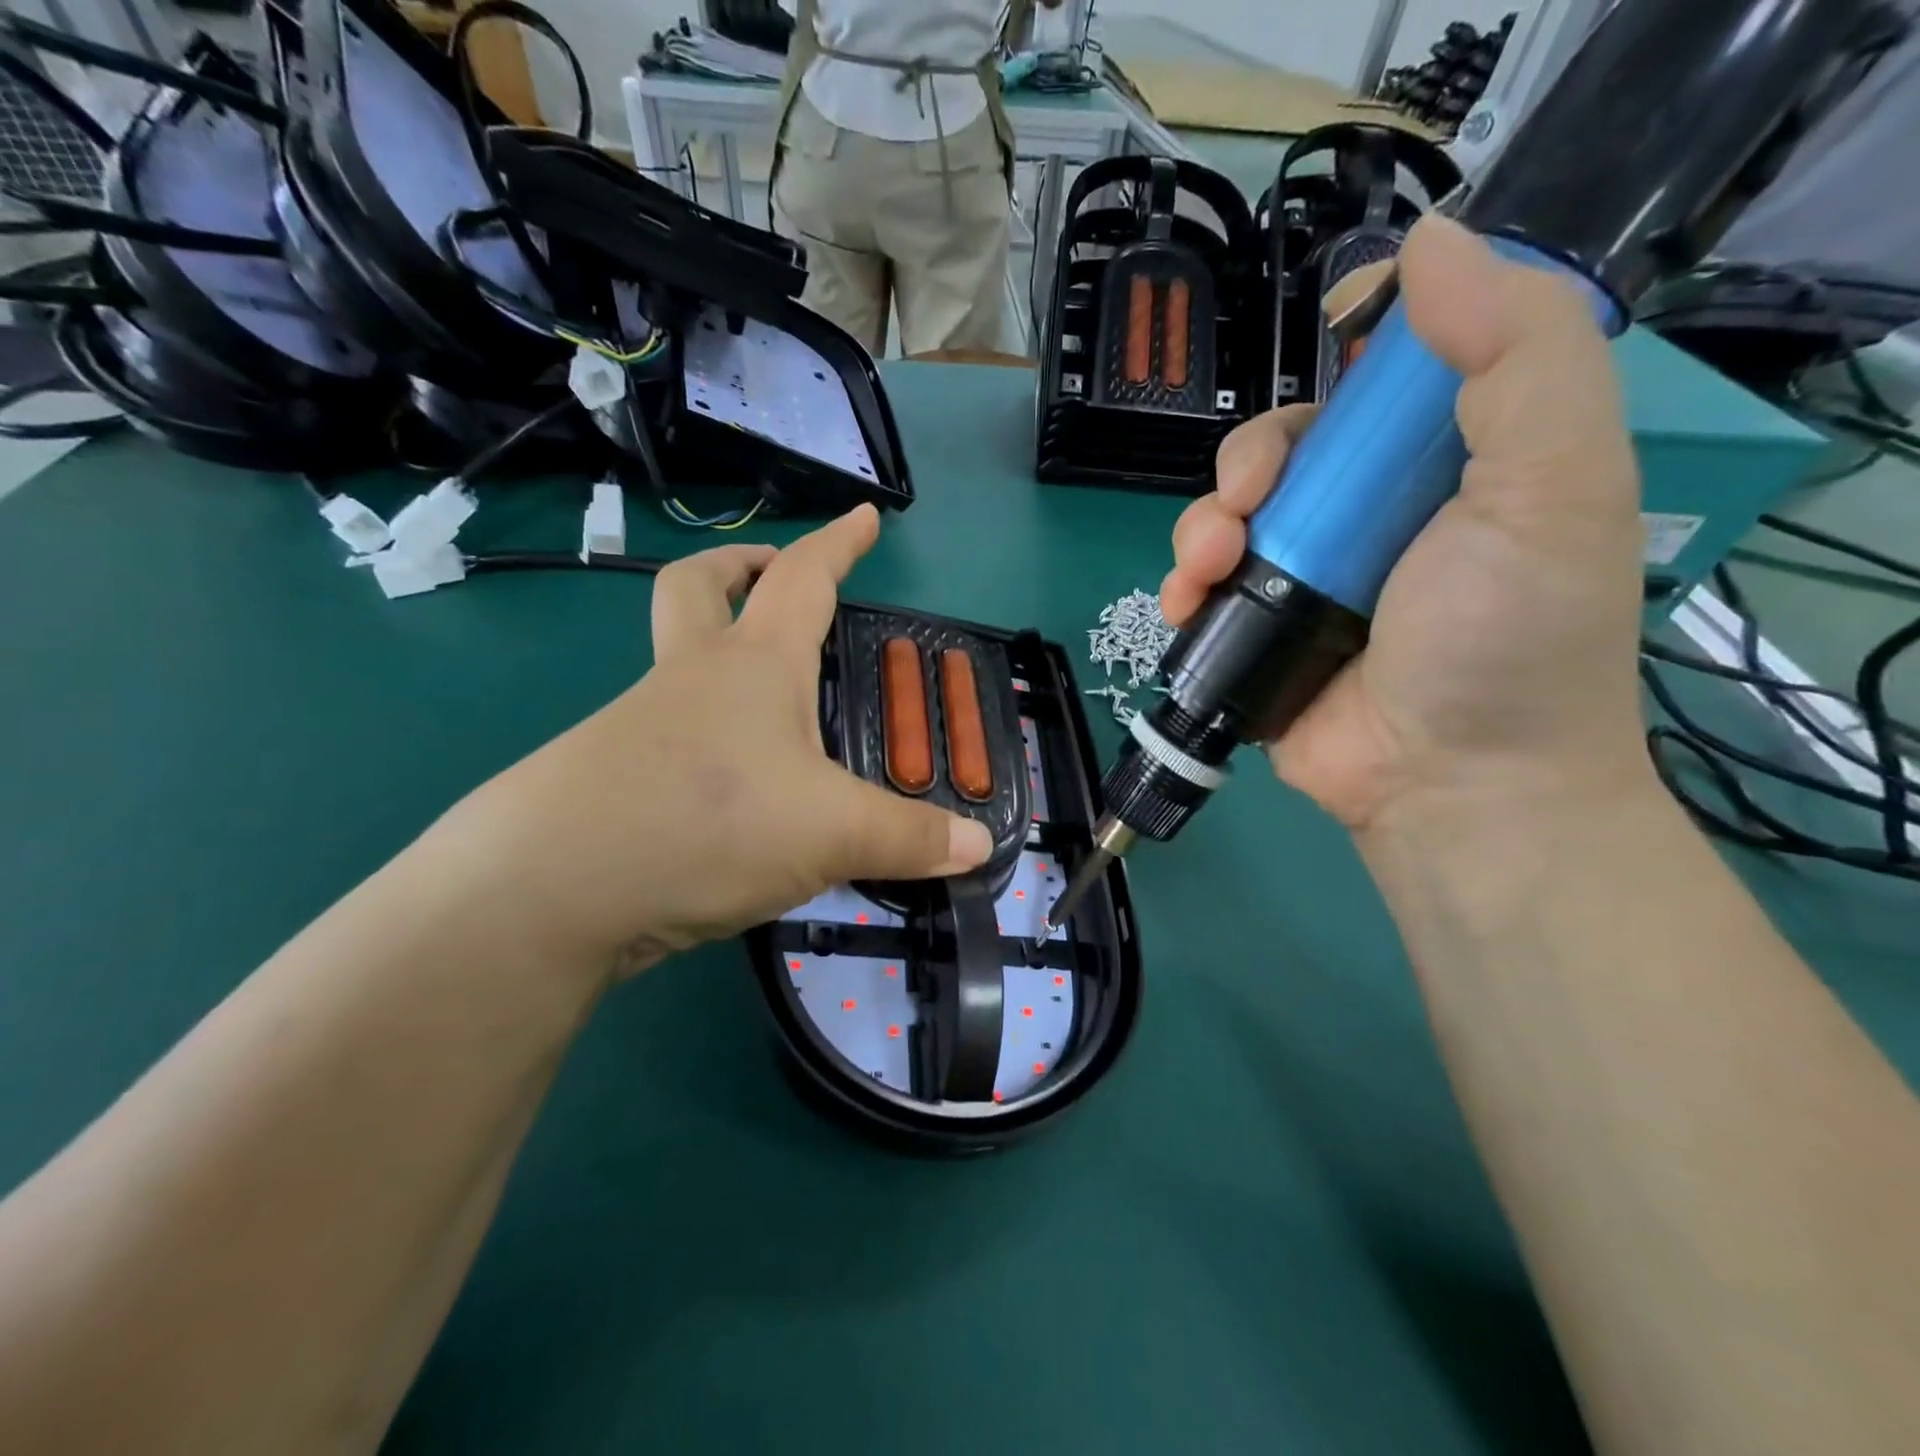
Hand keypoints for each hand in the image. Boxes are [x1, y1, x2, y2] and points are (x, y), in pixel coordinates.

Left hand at [440, 507, 992, 979]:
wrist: (550, 888)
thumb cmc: (708, 822)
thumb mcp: (831, 832)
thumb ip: (909, 838)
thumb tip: (979, 846)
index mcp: (753, 664)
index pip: (803, 578)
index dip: (838, 543)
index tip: (864, 514)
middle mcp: (691, 677)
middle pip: (699, 587)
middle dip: (739, 566)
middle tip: (769, 574)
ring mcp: (640, 724)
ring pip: (674, 660)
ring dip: (713, 652)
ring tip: (770, 704)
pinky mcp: (610, 775)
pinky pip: (662, 731)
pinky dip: (700, 732)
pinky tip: (729, 784)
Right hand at [1161, 215, 1652, 833]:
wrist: (1449, 784)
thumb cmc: (1510, 638)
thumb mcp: (1554, 484)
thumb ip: (1516, 356)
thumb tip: (1430, 243)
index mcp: (1451, 463)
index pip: (1390, 375)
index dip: (1353, 346)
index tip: (1326, 350)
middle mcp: (1374, 512)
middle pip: (1288, 445)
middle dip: (1252, 460)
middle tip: (1249, 503)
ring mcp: (1308, 575)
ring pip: (1230, 512)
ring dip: (1203, 524)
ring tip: (1210, 564)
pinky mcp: (1257, 628)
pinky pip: (1202, 583)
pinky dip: (1182, 582)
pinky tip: (1184, 600)